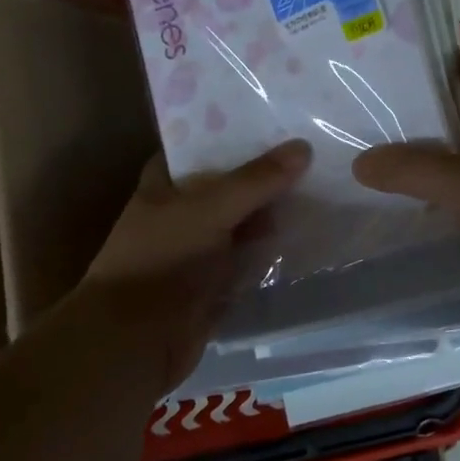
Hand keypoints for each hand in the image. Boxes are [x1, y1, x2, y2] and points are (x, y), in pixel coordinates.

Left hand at [78, 140, 312, 394]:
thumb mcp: (210, 208)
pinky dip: (272, 251)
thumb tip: (303, 146)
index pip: (201, 146)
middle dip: (265, 174)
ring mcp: (199, 250)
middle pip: (229, 186)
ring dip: (274, 214)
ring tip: (323, 187)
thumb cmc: (162, 259)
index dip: (234, 134)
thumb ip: (256, 180)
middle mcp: (181, 212)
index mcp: (165, 184)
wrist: (136, 341)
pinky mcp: (216, 284)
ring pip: (243, 224)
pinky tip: (309, 235)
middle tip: (315, 149)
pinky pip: (250, 260)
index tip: (276, 119)